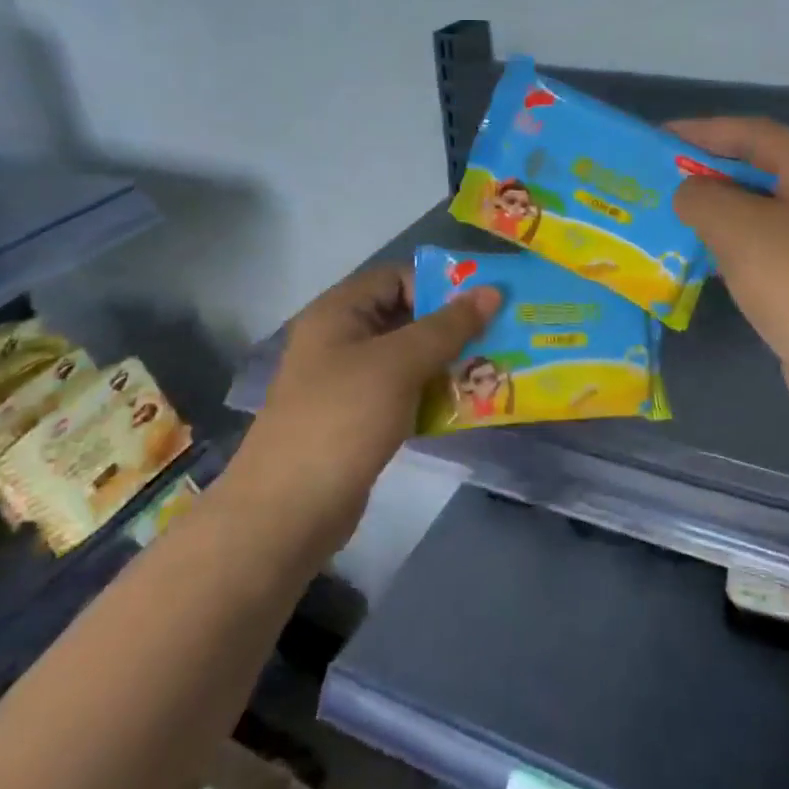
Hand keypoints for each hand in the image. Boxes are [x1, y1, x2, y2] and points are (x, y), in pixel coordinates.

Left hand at [244, 264, 499, 547]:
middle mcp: (341, 340)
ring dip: (448, 364)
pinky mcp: (359, 419)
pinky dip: (433, 395)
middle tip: (499, 338)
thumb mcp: (399, 363)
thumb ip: (448, 326)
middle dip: (452, 328)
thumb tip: (492, 290)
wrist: (289, 511)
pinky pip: (404, 393)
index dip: (438, 286)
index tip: (482, 306)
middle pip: (406, 317)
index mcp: (340, 312)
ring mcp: (348, 382)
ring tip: (492, 371)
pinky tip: (467, 406)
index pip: (396, 277)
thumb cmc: (343, 418)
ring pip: (409, 359)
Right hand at [671, 117, 788, 438]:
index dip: (702, 131)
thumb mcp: (738, 229)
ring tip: (672, 216)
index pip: (752, 132)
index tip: (657, 139)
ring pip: (762, 209)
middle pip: (759, 168)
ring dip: (719, 210)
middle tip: (660, 179)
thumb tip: (691, 195)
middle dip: (708, 171)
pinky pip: (769, 243)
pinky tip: (703, 257)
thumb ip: (702, 197)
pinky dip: (735, 243)